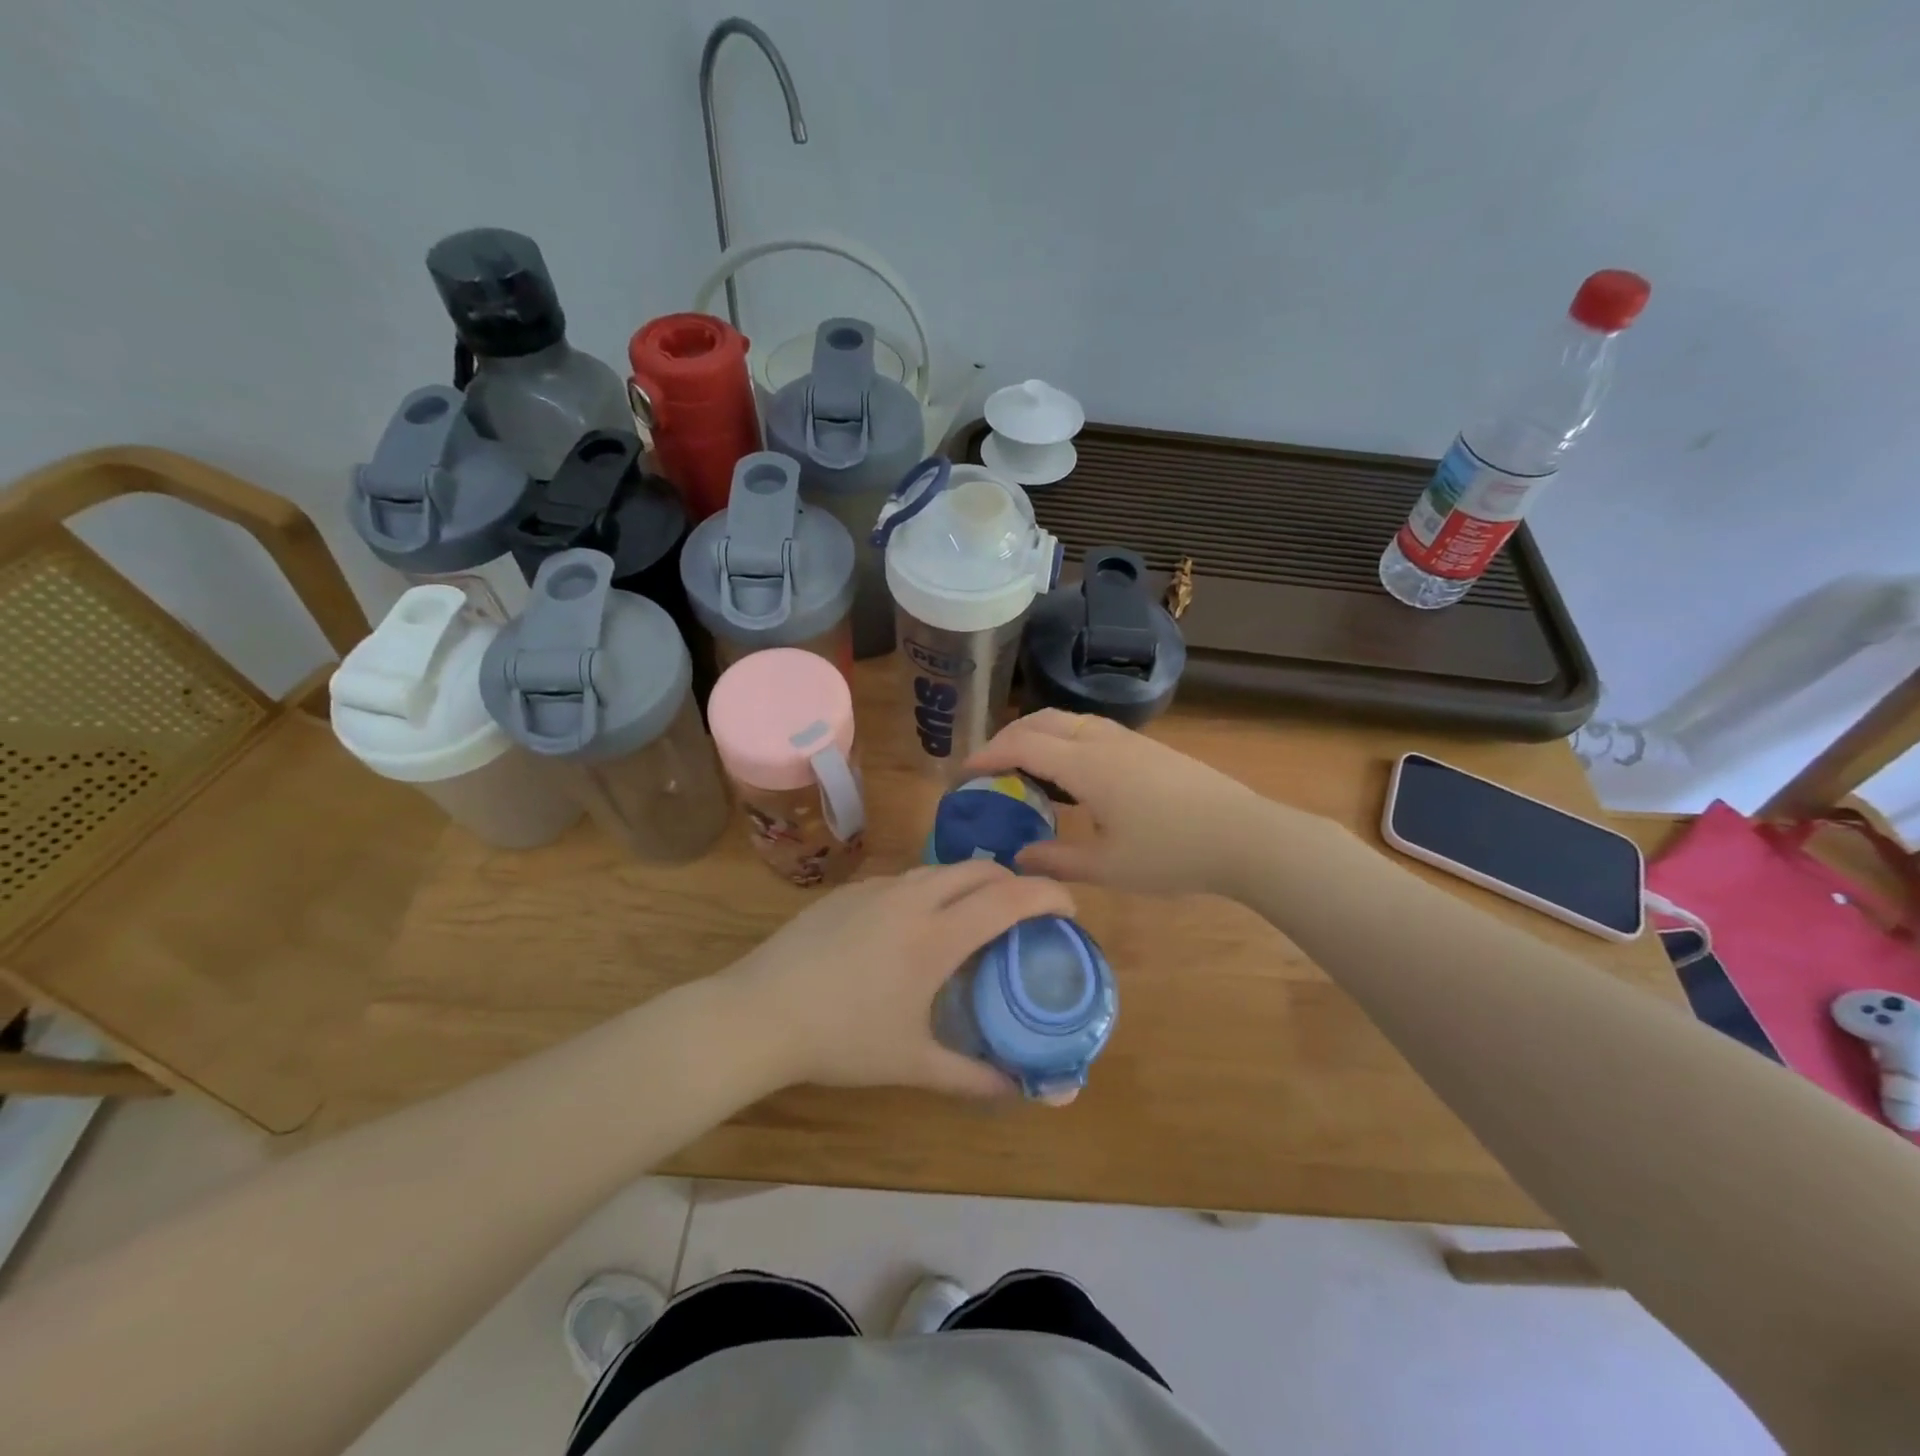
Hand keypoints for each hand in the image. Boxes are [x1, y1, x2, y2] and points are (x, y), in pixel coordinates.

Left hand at [722, 862, 1074, 1097]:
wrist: (758, 1013)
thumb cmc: (841, 1040)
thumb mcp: (912, 1064)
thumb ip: (972, 1077)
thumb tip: (1020, 1091)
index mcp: (936, 935)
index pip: (1009, 898)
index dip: (1049, 896)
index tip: (1069, 909)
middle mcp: (912, 898)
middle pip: (980, 870)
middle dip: (1013, 882)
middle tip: (1025, 915)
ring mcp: (876, 888)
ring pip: (940, 869)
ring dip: (970, 883)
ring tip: (974, 918)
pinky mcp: (848, 890)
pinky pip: (905, 879)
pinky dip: (930, 890)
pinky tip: (914, 926)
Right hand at [965, 710, 1268, 896]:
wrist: (1244, 836)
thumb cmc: (1173, 854)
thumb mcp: (1108, 868)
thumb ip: (1056, 860)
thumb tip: (1017, 858)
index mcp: (1087, 765)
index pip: (1022, 745)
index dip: (988, 755)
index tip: (964, 774)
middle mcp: (1103, 741)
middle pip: (1042, 721)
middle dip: (1007, 737)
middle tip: (988, 767)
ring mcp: (1129, 741)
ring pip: (1069, 720)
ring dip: (1037, 734)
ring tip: (1023, 767)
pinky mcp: (1148, 748)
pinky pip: (1090, 730)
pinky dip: (1063, 739)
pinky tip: (1070, 772)